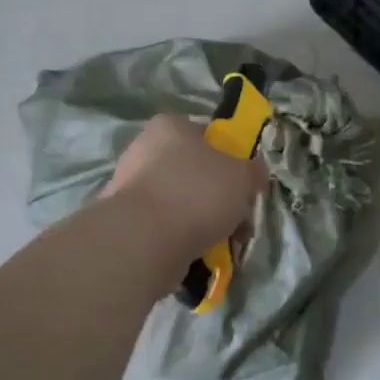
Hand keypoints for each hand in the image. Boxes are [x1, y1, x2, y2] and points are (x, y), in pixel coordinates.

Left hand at [105, 113, 268, 261]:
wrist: (145, 241)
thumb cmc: (197, 193)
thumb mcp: (243, 176)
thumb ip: (253, 172)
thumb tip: (253, 176)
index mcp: (170, 126)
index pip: (207, 136)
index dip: (231, 160)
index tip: (244, 185)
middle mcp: (144, 150)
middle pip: (195, 172)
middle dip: (218, 198)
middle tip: (238, 221)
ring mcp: (131, 187)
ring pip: (181, 202)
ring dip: (203, 222)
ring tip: (223, 244)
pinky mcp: (126, 221)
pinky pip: (165, 226)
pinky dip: (183, 238)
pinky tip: (200, 254)